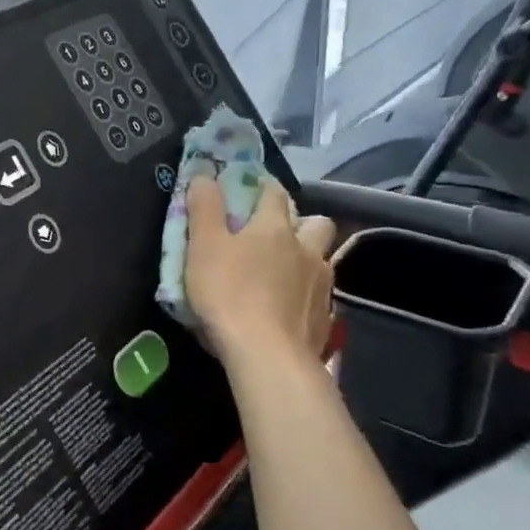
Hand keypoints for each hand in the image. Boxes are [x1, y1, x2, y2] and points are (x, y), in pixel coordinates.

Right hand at [184, 175, 336, 371]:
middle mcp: (306, 249)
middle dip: (299, 221)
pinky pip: (319, 293)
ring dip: (306, 257)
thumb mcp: (203, 246)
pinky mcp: (326, 317)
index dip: (261, 186)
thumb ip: (204, 208)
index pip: (274, 193)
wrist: (267, 355)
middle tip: (273, 233)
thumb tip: (205, 174)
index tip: (247, 187)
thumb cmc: (228, 293)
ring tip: (281, 272)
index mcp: (274, 227)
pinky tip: (286, 306)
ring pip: (321, 258)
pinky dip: (304, 292)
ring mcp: (321, 284)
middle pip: (316, 222)